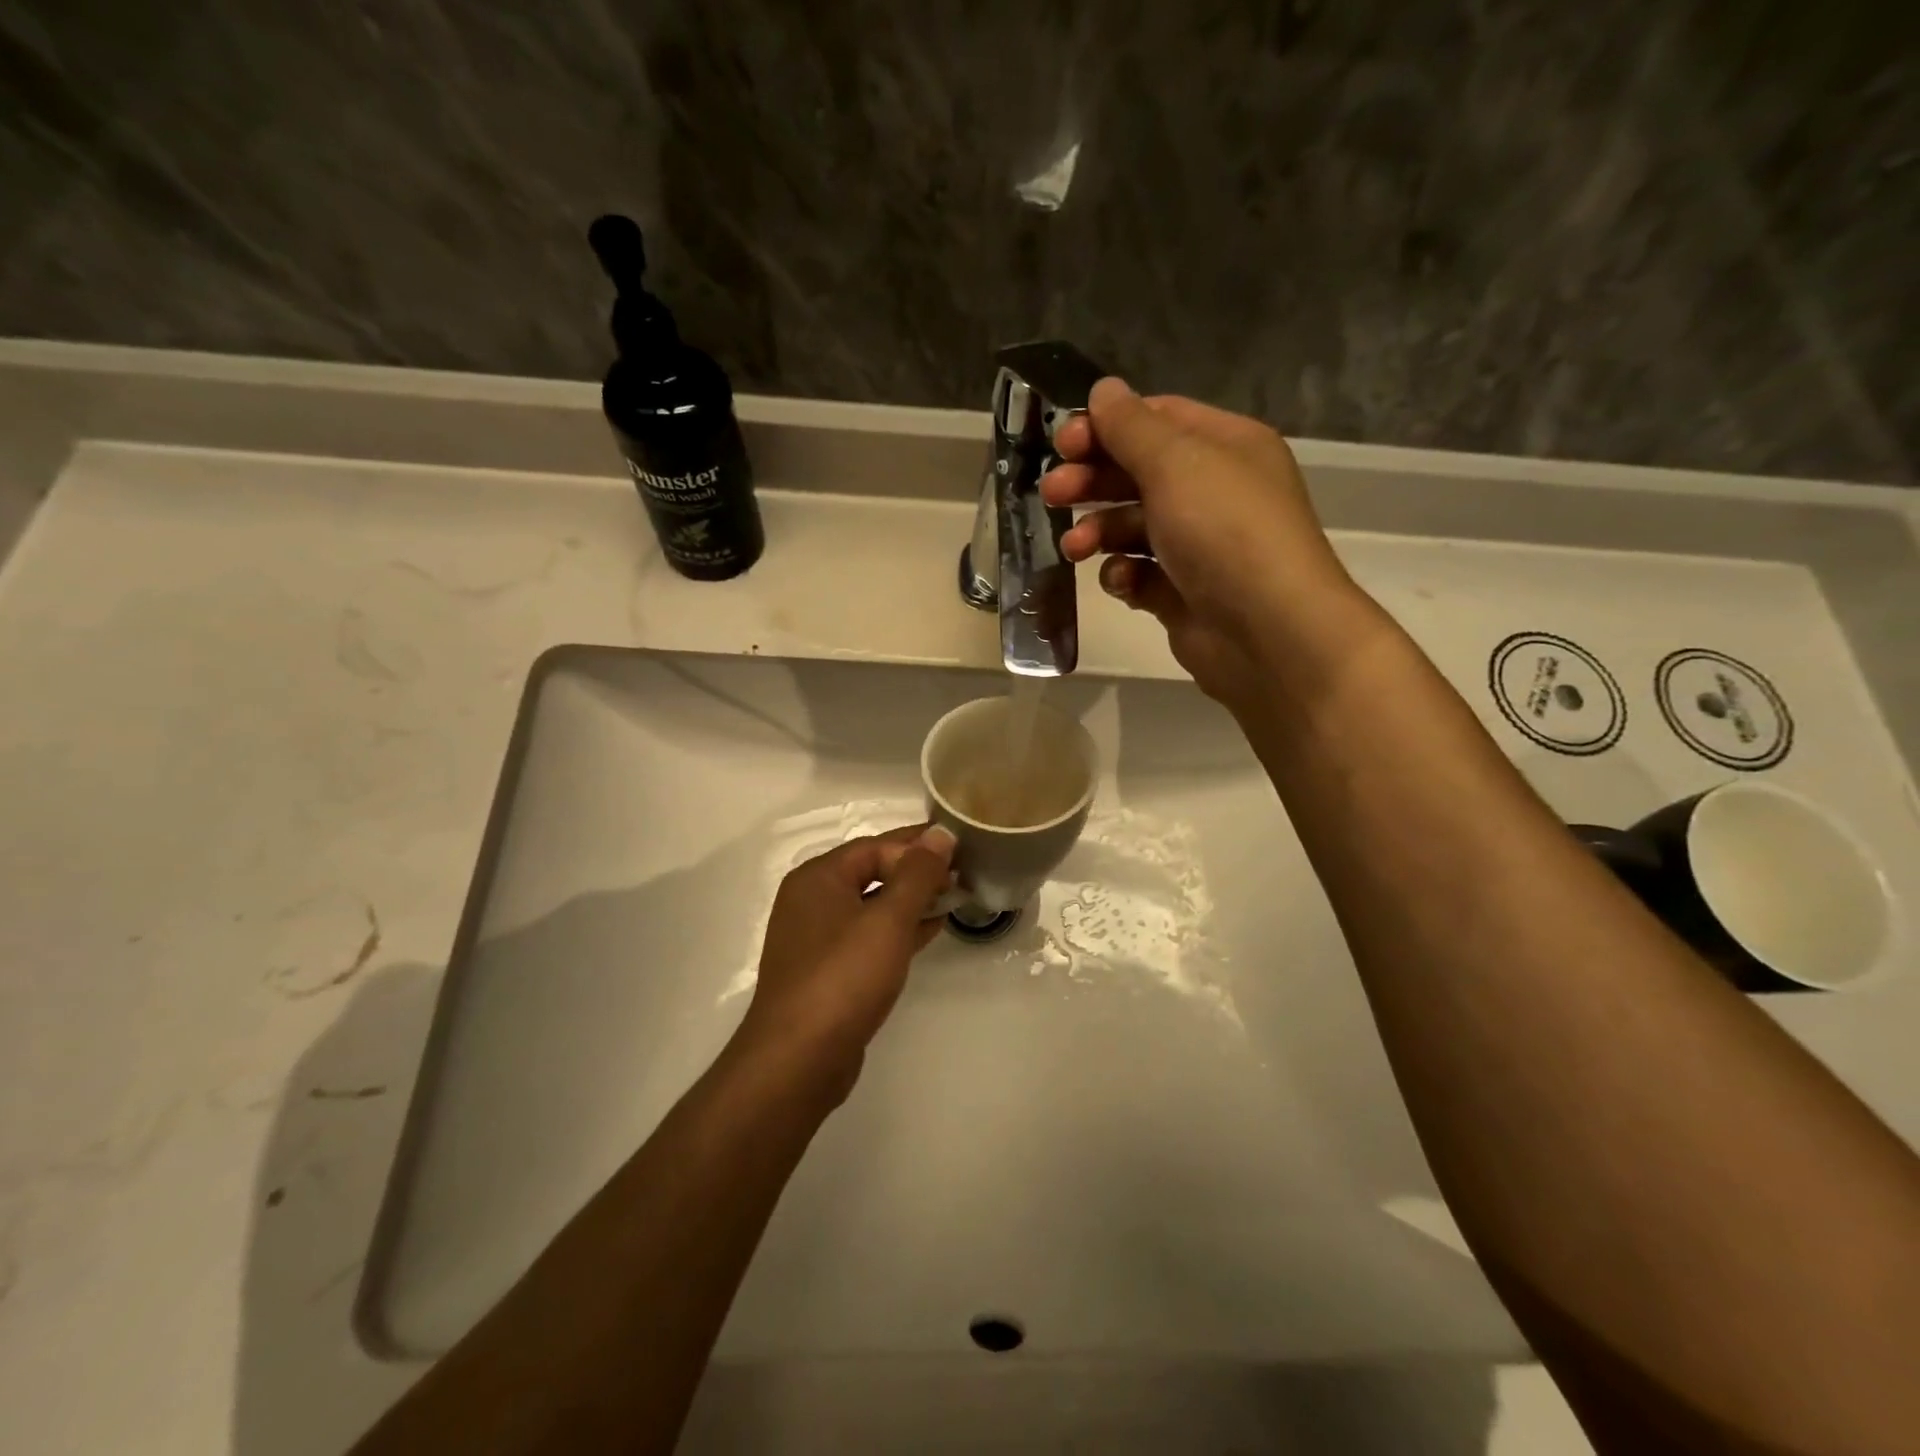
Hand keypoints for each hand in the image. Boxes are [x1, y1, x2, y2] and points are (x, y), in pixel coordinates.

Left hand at [734, 824, 956, 1102]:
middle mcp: (812, 900)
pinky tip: (931, 929)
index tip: (960, 849)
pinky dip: (899, 929)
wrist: (798, 1060)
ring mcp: (817, 938)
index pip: (875, 846)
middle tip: (963, 871)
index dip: (918, 845)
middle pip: (872, 872)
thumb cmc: (843, 978)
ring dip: (912, 900)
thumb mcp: (888, 920)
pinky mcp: (827, 970)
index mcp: (818, 877)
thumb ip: (917, 874)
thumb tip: (941, 834)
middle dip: (917, 871)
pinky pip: (868, 935)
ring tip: (955, 896)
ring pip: (872, 905)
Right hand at [1043, 379, 1378, 712]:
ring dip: (1098, 532)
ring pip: (1132, 527)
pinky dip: (1123, 575)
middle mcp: (1213, 492)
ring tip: (1075, 548)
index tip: (1063, 444)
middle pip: (1137, 474)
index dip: (1106, 427)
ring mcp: (1198, 547)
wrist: (1267, 632)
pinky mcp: (1182, 594)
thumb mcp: (1175, 463)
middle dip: (1092, 481)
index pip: (1157, 420)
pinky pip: (1139, 574)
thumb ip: (1131, 427)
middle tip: (1051, 493)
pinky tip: (1120, 582)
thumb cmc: (1224, 531)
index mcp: (1224, 447)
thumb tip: (1103, 390)